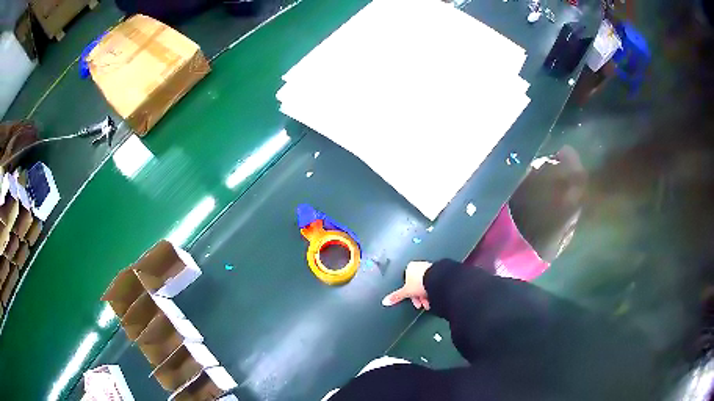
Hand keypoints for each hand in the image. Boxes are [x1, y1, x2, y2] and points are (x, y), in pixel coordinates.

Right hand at [382, 261, 432, 309]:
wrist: (436, 280)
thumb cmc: (420, 282)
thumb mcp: (406, 292)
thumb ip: (396, 296)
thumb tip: (386, 300)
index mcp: (409, 267)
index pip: (406, 282)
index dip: (408, 293)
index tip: (412, 300)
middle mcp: (418, 266)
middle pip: (416, 285)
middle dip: (418, 296)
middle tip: (421, 304)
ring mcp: (428, 268)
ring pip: (425, 285)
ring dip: (425, 295)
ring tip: (428, 302)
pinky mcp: (437, 272)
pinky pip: (432, 283)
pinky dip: (432, 290)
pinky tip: (434, 296)